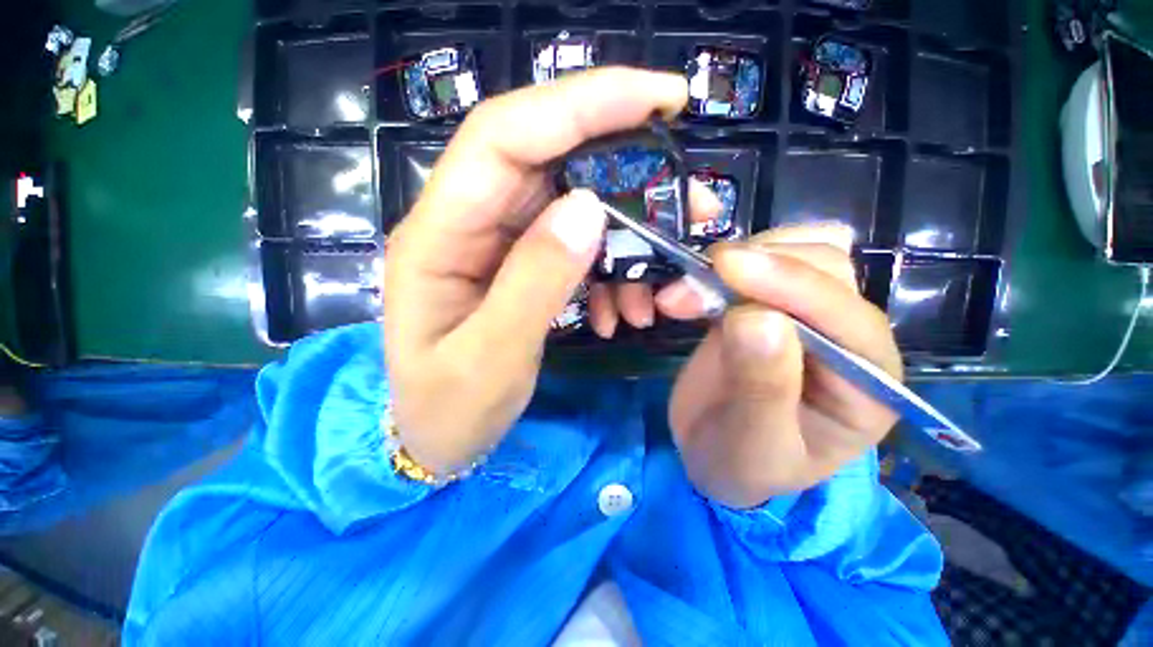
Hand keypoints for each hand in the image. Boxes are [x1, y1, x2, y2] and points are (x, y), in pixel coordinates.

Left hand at [384, 68, 687, 474]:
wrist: (436, 438)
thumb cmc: (449, 409)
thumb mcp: (492, 358)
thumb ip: (536, 282)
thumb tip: (589, 207)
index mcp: (437, 237)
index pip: (505, 135)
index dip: (581, 103)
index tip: (661, 98)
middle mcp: (464, 223)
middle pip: (547, 158)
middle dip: (624, 165)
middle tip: (688, 193)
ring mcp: (494, 242)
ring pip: (571, 204)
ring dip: (626, 234)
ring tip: (662, 278)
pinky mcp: (518, 264)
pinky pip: (573, 245)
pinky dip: (610, 268)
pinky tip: (623, 307)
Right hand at [655, 226, 902, 508]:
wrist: (715, 453)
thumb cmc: (742, 464)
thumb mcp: (753, 445)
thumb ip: (762, 388)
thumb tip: (756, 319)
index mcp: (867, 383)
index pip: (844, 316)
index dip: (787, 284)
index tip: (723, 267)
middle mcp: (847, 337)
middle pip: (824, 268)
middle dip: (756, 263)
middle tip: (690, 281)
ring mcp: (804, 313)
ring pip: (794, 251)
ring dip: (738, 256)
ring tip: (686, 286)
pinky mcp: (764, 302)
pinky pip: (758, 262)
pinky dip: (725, 263)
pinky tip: (695, 282)